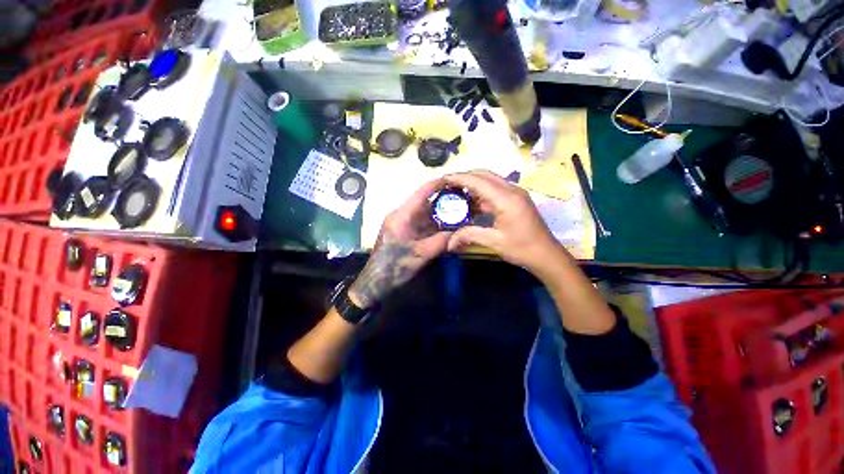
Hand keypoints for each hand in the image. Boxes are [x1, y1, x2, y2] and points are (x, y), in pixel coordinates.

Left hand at [348, 178, 450, 308]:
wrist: (377, 279)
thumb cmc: (395, 266)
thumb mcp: (421, 254)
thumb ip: (442, 241)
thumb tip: (461, 232)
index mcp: (402, 215)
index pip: (422, 192)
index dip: (439, 183)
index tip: (457, 180)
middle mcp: (401, 214)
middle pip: (425, 201)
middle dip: (444, 199)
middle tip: (463, 198)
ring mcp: (402, 222)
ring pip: (424, 211)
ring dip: (440, 211)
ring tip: (459, 209)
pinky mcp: (404, 230)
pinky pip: (421, 221)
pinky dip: (434, 222)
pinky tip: (447, 224)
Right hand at [444, 170, 565, 276]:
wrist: (546, 254)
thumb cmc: (522, 248)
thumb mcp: (494, 241)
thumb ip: (469, 235)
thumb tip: (448, 242)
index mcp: (506, 199)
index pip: (478, 181)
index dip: (459, 178)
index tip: (443, 178)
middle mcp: (511, 190)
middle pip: (484, 174)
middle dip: (465, 177)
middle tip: (448, 185)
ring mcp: (515, 193)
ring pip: (489, 180)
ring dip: (472, 184)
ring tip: (455, 192)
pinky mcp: (515, 199)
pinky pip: (494, 189)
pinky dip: (480, 193)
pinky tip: (470, 202)